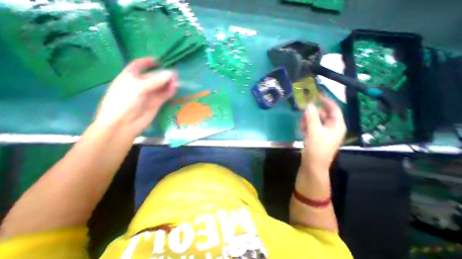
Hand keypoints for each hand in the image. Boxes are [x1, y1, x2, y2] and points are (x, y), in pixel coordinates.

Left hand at [95, 58, 177, 135]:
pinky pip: (165, 94)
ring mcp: (149, 94)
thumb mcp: (138, 87)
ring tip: (176, 82)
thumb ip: (156, 81)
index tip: (159, 61)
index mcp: (130, 76)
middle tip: (174, 75)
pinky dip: (170, 91)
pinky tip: (174, 89)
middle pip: (154, 76)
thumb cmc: (125, 101)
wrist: (124, 123)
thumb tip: (171, 74)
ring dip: (168, 83)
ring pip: (161, 86)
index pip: (139, 65)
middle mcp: (141, 84)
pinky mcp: (156, 102)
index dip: (148, 62)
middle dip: (163, 74)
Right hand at [302, 95, 343, 173]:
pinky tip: (302, 129)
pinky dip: (307, 125)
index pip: (334, 109)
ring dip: (309, 119)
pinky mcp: (318, 136)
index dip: (326, 101)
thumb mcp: (314, 131)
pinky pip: (313, 126)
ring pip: (317, 120)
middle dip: (313, 112)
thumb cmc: (317, 148)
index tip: (316, 96)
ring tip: (302, 123)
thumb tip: (309, 105)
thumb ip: (312, 117)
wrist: (313, 164)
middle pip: (324, 114)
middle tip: (303, 112)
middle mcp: (332, 127)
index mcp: (337, 125)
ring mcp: (325, 132)